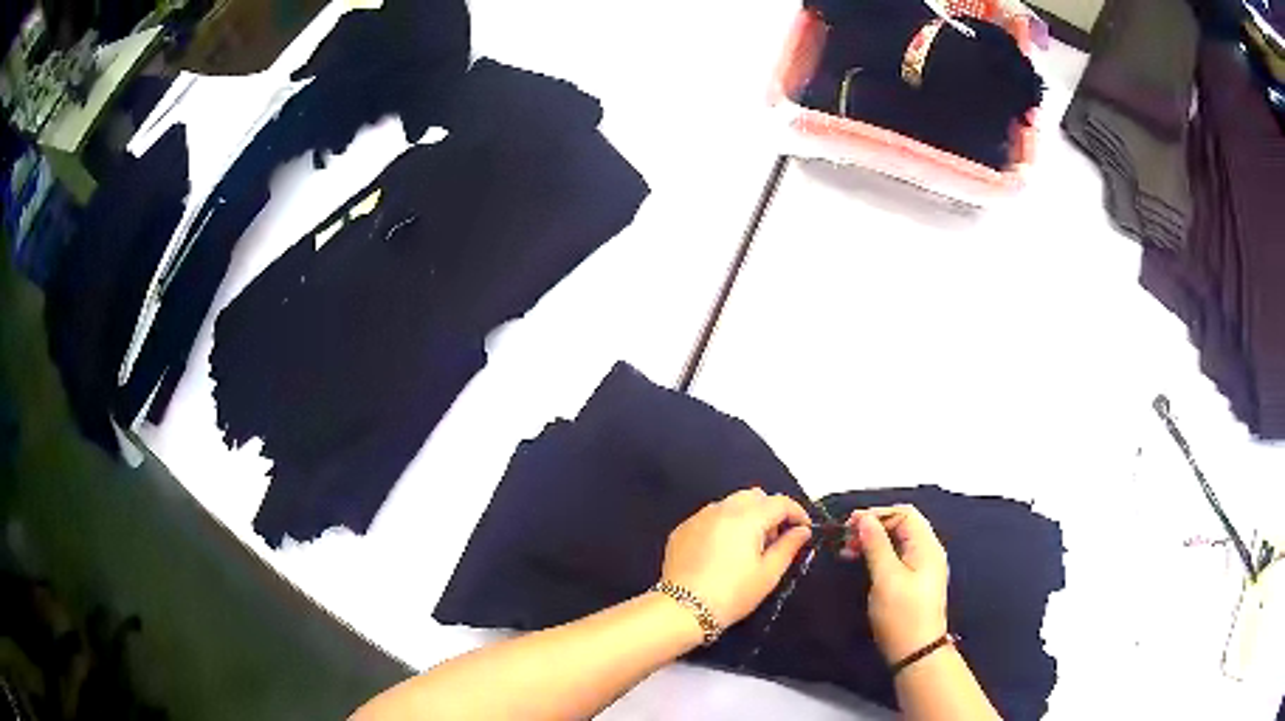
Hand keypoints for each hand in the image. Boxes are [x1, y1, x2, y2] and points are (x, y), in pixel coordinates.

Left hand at [660, 488, 812, 626]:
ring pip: (730, 504)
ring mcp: (698, 518)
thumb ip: (789, 546)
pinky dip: (723, 525)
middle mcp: (721, 509)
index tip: (804, 528)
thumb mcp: (768, 574)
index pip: (780, 502)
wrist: (683, 609)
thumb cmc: (732, 594)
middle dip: (770, 511)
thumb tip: (802, 531)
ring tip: (748, 547)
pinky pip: (710, 517)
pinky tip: (722, 552)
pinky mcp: (682, 530)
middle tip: (774, 539)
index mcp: (746, 518)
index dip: (797, 512)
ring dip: (746, 516)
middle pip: (754, 496)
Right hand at [842, 505, 949, 663]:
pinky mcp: (914, 581)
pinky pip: (897, 557)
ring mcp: (923, 567)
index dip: (877, 514)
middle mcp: (928, 551)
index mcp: (927, 546)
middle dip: (873, 527)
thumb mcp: (886, 578)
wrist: (916, 653)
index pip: (904, 514)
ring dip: (873, 542)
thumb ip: (876, 545)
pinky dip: (878, 555)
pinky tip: (862, 564)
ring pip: (897, 541)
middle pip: (902, 525)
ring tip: (849, 552)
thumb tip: (864, 518)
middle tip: (846, 541)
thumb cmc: (901, 614)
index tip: (849, 526)